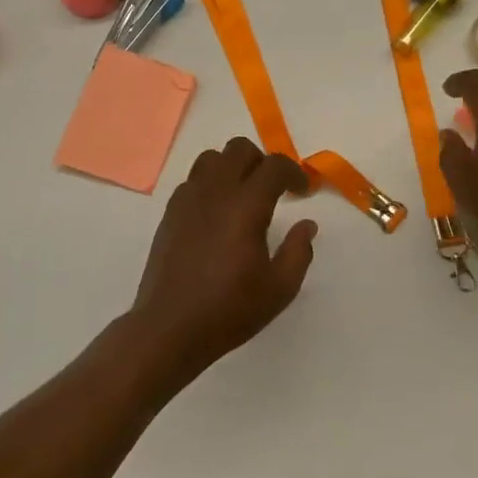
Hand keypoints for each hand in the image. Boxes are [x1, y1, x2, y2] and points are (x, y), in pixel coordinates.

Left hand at [124, 137, 318, 389]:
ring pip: (211, 158)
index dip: (294, 172)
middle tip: (274, 190)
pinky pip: (192, 180)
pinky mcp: (170, 213)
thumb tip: (306, 225)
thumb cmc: (229, 310)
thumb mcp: (279, 289)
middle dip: (262, 162)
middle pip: (239, 149)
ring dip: (233, 167)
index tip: (303, 191)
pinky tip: (217, 213)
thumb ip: (299, 252)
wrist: (170, 328)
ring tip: (243, 195)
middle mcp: (215, 192)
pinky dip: (210, 184)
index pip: (274, 166)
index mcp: (246, 206)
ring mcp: (187, 200)